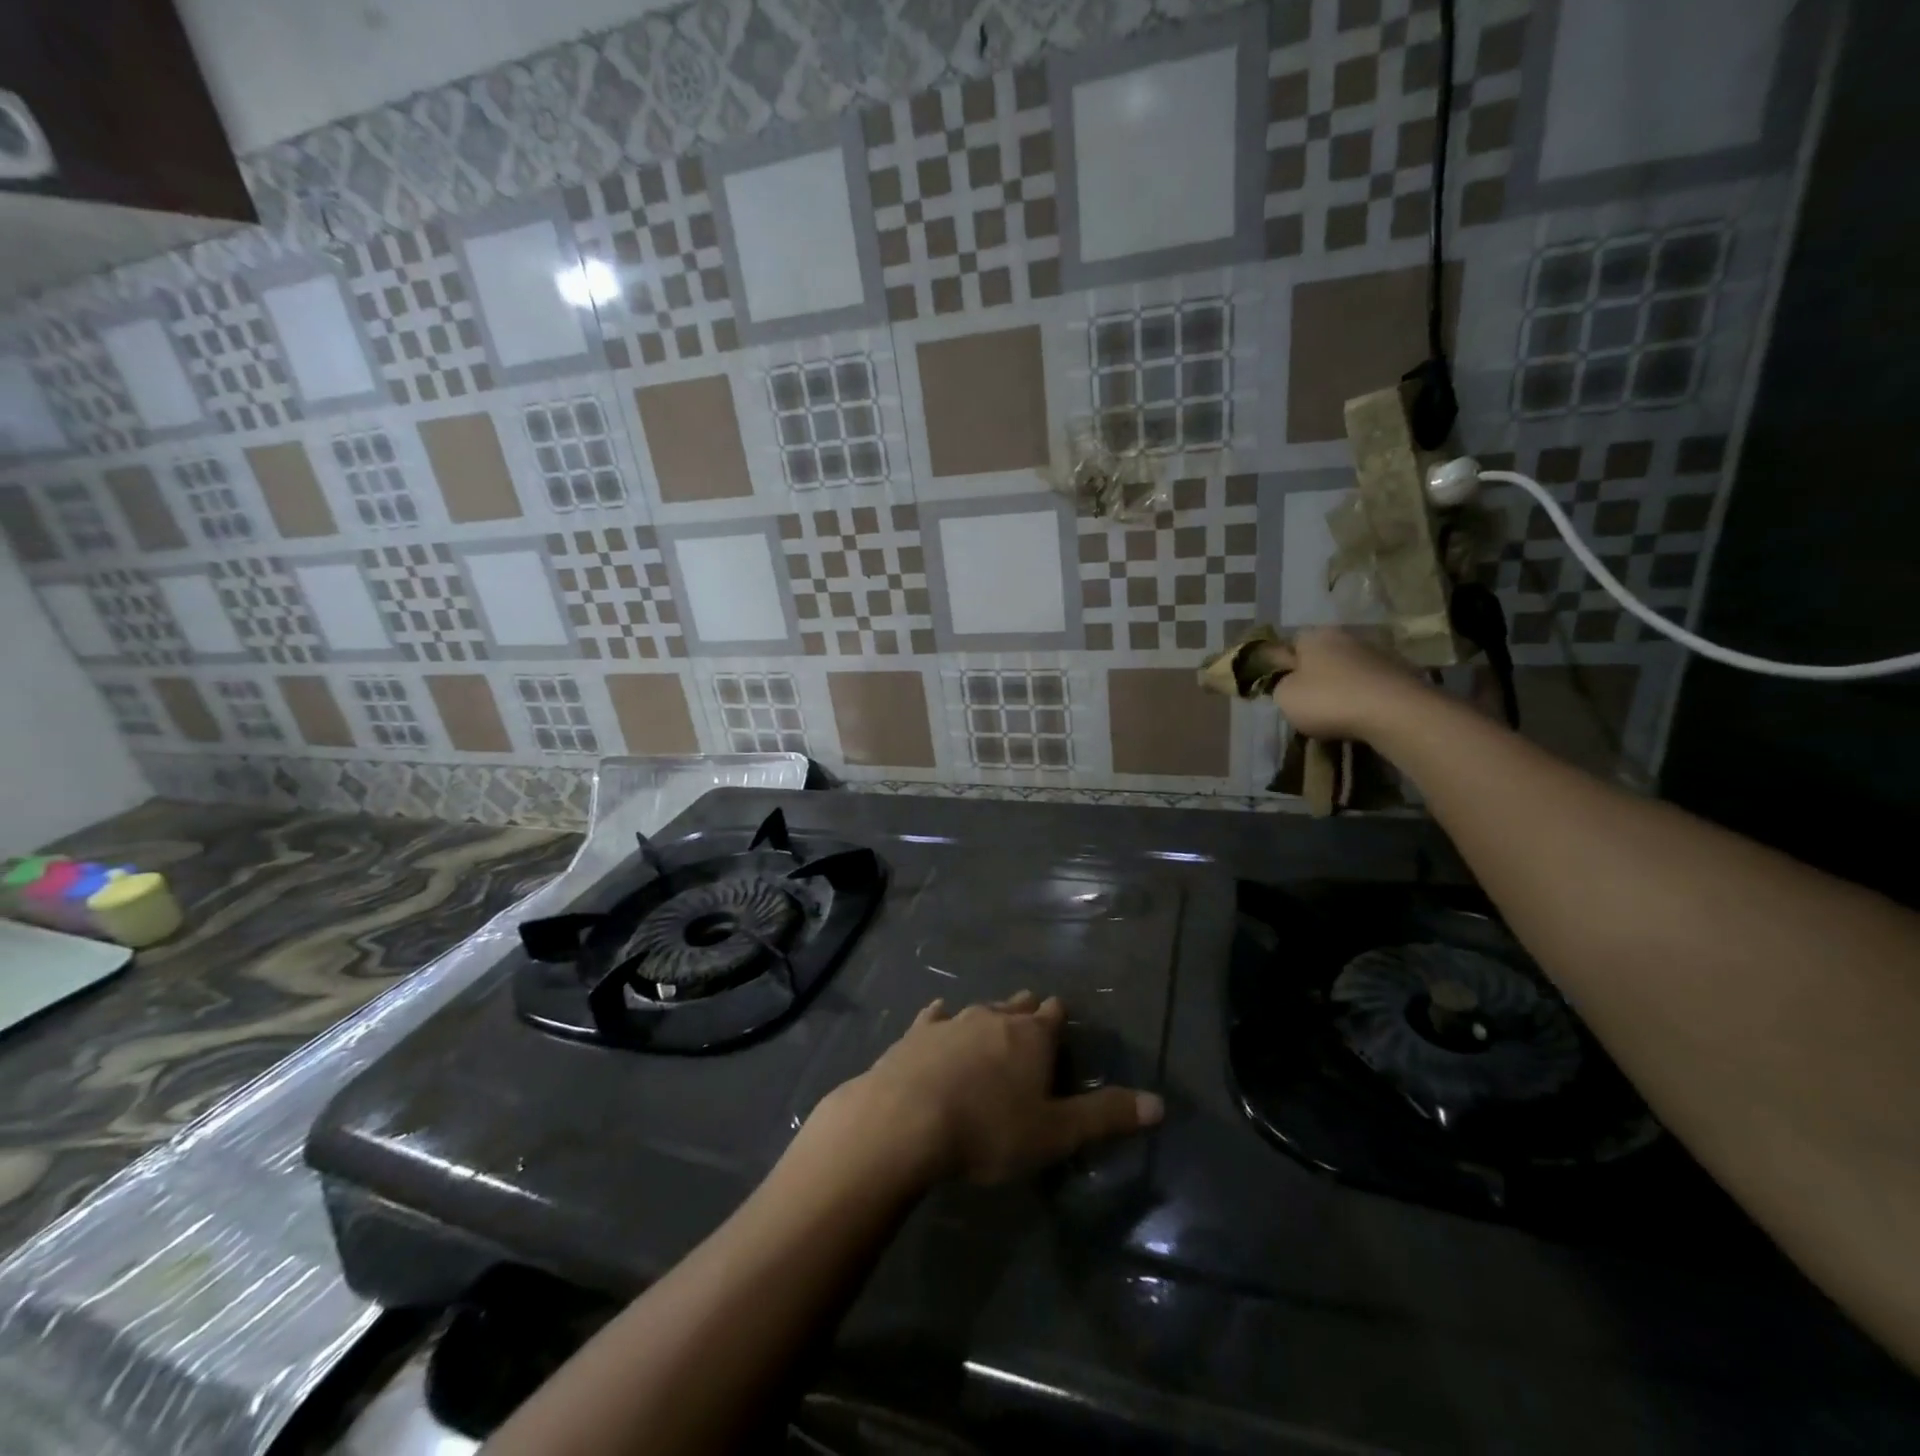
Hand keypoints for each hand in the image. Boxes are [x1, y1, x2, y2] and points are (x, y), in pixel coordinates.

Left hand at [806, 993, 1162, 1188]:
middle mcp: (994, 1018)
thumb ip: (1106, 1116)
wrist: (906, 1120)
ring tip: (994, 1015)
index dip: (1058, 1018)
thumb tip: (1160, 1103)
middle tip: (1031, 1013)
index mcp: (1031, 1038)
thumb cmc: (989, 1130)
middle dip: (1026, 1010)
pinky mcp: (917, 1033)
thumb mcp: (1055, 1133)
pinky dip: (941, 1016)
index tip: (1059, 1016)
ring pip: (979, 1009)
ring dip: (989, 1014)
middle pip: (1017, 1007)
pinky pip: (934, 1016)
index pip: (1053, 1017)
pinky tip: (938, 1012)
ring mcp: (952, 1022)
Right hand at [1271, 627, 1432, 742]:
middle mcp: (1345, 636)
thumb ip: (1281, 685)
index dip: (1284, 665)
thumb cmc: (1329, 700)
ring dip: (1343, 685)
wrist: (1395, 712)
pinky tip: (1362, 714)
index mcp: (1314, 636)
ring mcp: (1377, 652)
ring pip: (1349, 668)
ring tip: (1338, 713)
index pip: (1290, 644)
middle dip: (1316, 674)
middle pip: (1322, 655)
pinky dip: (1365, 695)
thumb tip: (1291, 682)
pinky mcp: (1401, 671)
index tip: (1284, 687)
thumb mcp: (1285, 697)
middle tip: (1309, 702)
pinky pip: (1371, 683)